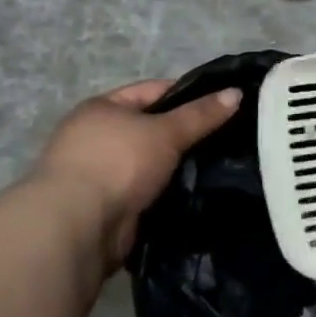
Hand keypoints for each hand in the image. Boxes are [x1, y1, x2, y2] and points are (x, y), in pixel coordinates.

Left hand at [29, 79, 240, 270]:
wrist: (78, 226)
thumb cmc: (118, 163)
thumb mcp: (166, 131)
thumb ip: (201, 114)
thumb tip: (237, 93)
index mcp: (102, 109)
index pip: (152, 91)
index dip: (188, 94)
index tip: (224, 104)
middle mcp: (96, 138)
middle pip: (152, 128)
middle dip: (186, 135)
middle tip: (229, 137)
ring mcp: (101, 174)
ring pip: (153, 163)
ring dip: (178, 167)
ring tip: (221, 166)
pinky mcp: (109, 207)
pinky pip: (148, 192)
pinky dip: (169, 193)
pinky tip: (199, 193)